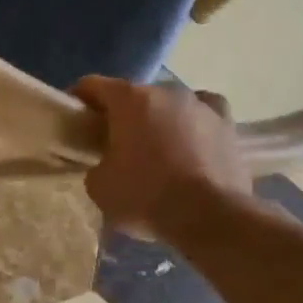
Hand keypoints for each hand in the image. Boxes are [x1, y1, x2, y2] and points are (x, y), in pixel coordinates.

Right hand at [70, 77, 251, 237]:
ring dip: (156, 119)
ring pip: (168, 104)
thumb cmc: (145, 197)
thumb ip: (96, 165)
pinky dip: (193, 122)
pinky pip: (204, 112)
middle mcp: (165, 91)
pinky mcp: (228, 124)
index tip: (75, 120)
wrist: (210, 218)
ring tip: (154, 148)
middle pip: (132, 95)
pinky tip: (191, 138)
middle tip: (112, 142)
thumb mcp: (99, 187)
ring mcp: (200, 105)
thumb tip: (106, 164)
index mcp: (128, 99)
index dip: (79, 99)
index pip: (92, 85)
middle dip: (120, 114)